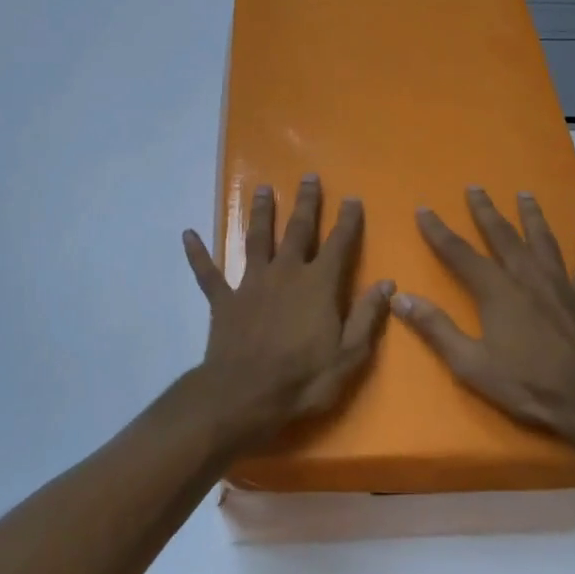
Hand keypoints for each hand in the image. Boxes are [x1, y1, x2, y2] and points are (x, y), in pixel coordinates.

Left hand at [182, 175, 395, 449]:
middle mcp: (285, 273)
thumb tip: (387, 283)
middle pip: (298, 230)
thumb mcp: (348, 356)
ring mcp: (251, 283)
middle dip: (305, 202)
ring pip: (256, 239)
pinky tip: (188, 234)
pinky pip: (208, 273)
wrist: (243, 396)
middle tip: (308, 177)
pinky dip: (198, 253)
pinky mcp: (224, 300)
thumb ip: (366, 316)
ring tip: (261, 188)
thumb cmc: (302, 380)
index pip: (339, 244)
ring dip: (259, 213)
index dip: (347, 220)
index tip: (352, 198)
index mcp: (318, 285)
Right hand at [392, 187, 574, 450]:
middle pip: (503, 236)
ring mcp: (561, 286)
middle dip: (485, 211)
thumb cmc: (529, 385)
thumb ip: (436, 329)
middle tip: (475, 188)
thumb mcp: (472, 365)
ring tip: (525, 195)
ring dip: (532, 217)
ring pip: (544, 241)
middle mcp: (527, 277)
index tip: (423, 209)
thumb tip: (401, 298)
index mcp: (497, 291)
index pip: (459, 253)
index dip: (438, 231)